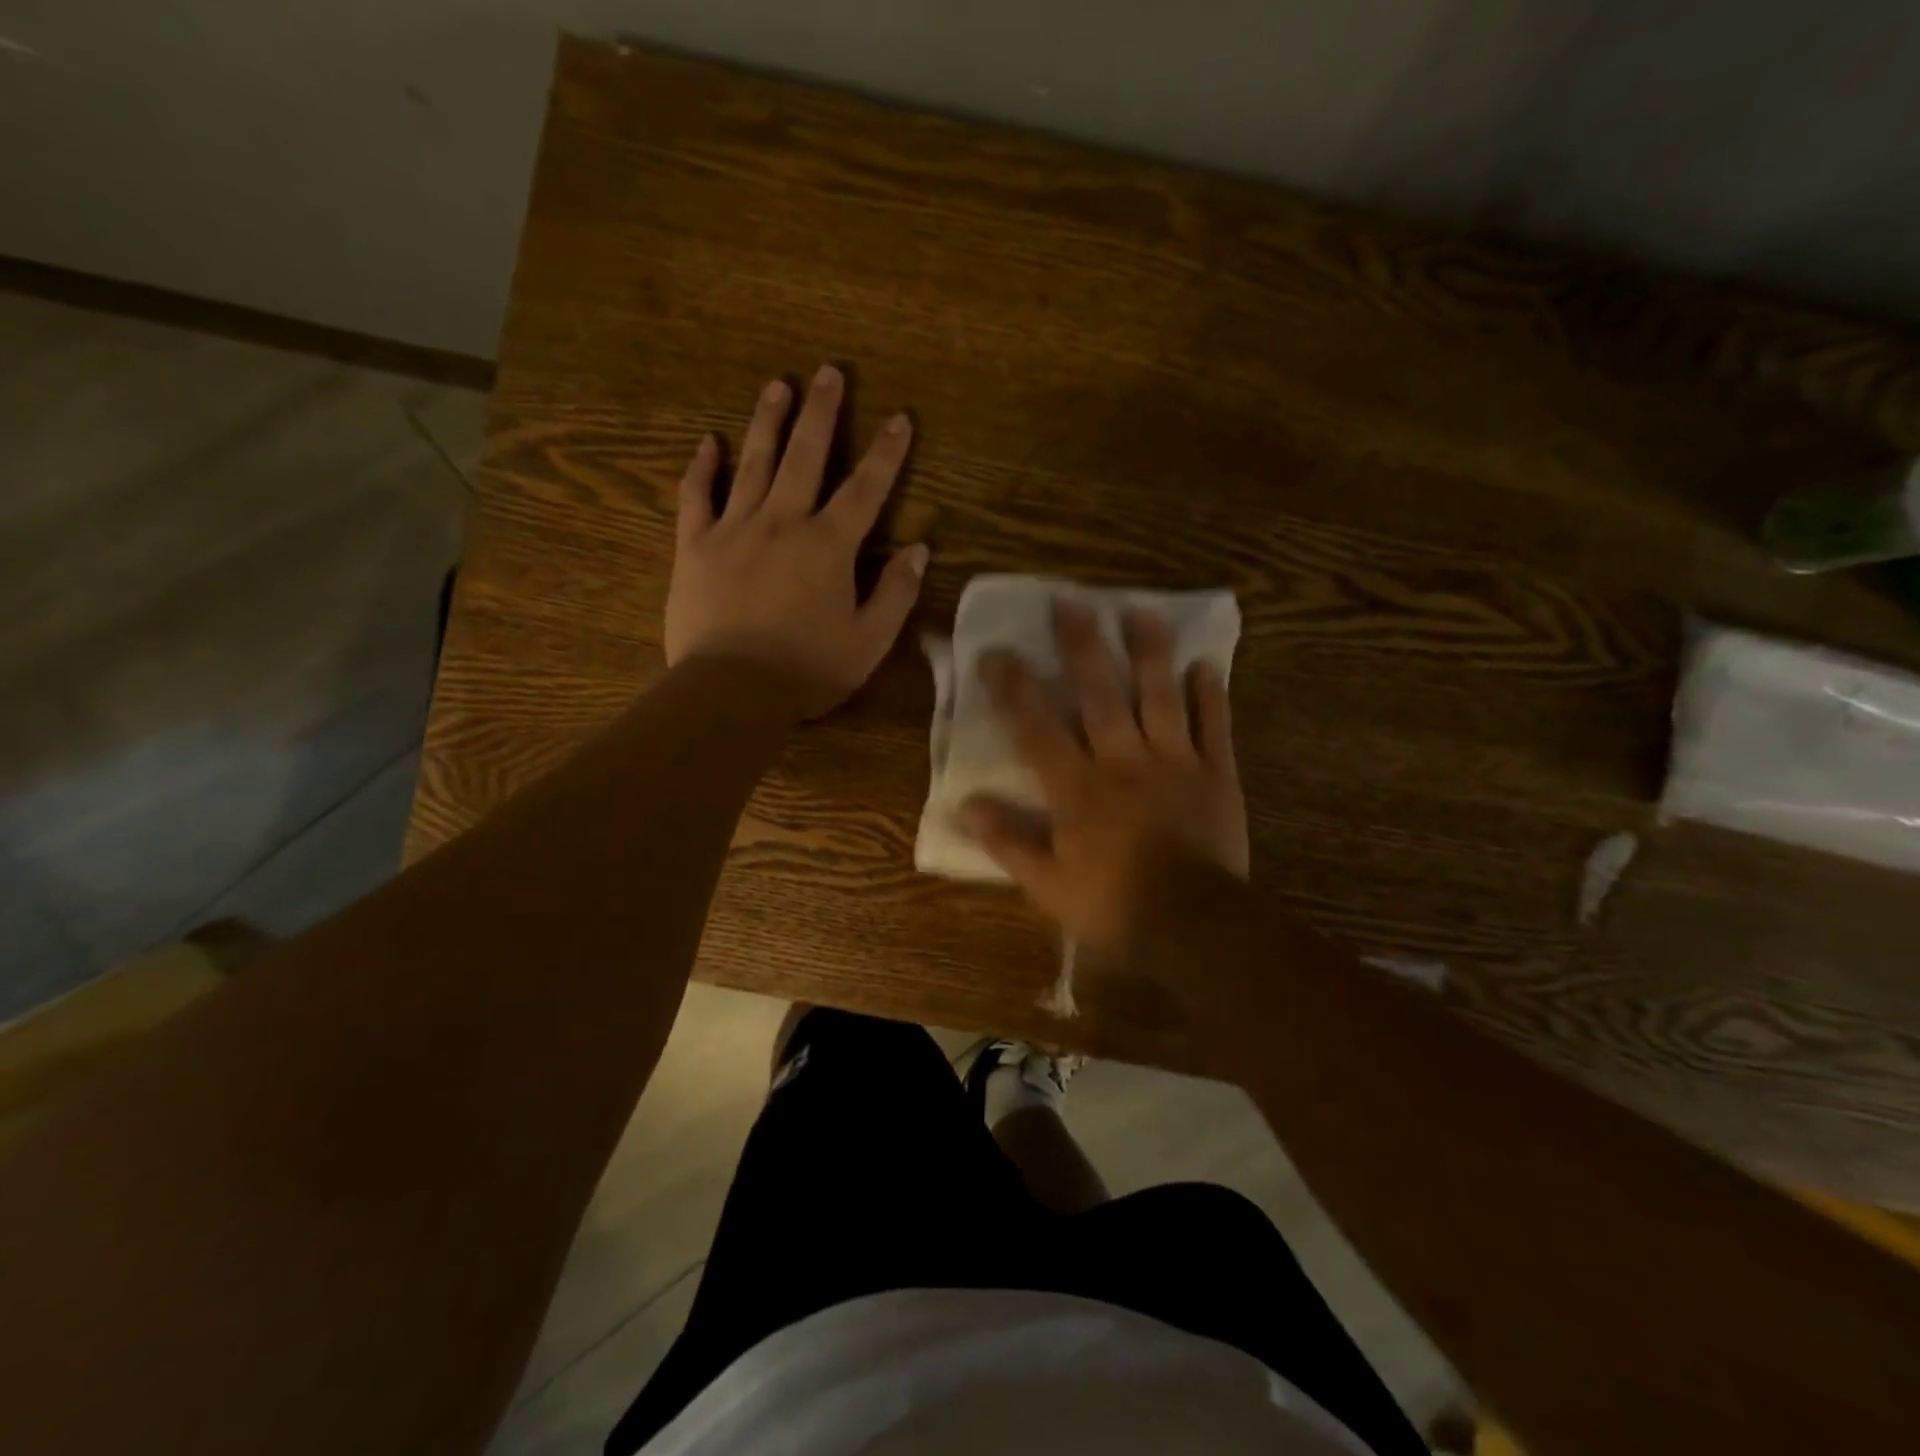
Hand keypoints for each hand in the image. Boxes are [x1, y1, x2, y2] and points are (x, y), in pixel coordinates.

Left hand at [665, 365, 928, 716]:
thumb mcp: (868, 641)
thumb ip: (895, 593)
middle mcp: (783, 522)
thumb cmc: (807, 670)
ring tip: (777, 384)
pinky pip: (696, 496)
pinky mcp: (694, 546)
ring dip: (767, 421)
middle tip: (829, 371)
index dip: (886, 453)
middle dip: (821, 413)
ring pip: (753, 463)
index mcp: (828, 546)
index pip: (865, 489)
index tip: (900, 418)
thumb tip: (919, 549)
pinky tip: (708, 441)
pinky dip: (702, 467)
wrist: (731, 690)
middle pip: (805, 456)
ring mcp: (734, 529)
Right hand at [960, 600, 1248, 948]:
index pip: (1038, 728)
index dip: (1015, 689)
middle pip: (1100, 694)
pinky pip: (1214, 727)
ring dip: (1149, 653)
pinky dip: (1211, 696)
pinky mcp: (1216, 774)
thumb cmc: (1113, 904)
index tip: (997, 652)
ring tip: (1141, 612)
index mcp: (1078, 787)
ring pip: (1159, 697)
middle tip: (1071, 603)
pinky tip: (1206, 665)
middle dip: (1082, 648)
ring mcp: (1174, 762)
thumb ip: (1007, 842)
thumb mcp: (1047, 884)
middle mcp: (1123, 760)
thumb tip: (966, 806)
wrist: (1194, 923)